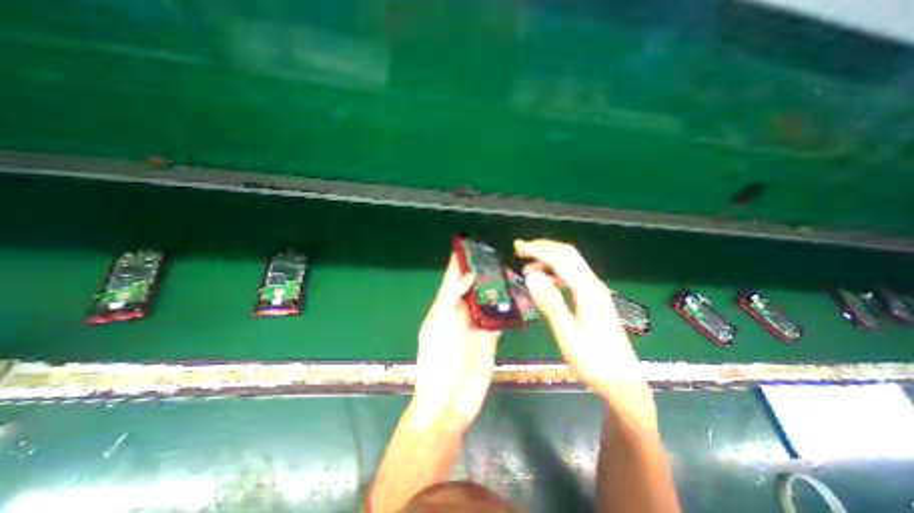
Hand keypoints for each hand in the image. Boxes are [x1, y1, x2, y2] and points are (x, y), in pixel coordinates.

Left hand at [416, 254, 499, 425]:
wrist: (449, 401)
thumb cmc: (439, 360)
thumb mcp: (439, 324)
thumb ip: (451, 298)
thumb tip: (468, 275)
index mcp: (445, 306)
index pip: (452, 278)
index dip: (459, 261)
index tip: (470, 244)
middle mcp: (461, 312)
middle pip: (473, 286)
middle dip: (483, 271)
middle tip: (499, 254)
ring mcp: (477, 325)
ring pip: (488, 300)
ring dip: (497, 287)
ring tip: (512, 270)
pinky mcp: (490, 338)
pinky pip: (500, 318)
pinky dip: (508, 308)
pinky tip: (518, 297)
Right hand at [513, 241, 657, 424]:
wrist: (623, 381)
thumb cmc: (593, 360)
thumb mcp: (566, 333)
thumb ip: (550, 302)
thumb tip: (532, 276)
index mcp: (587, 290)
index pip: (559, 260)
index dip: (537, 250)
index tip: (517, 247)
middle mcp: (593, 285)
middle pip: (568, 254)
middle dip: (544, 247)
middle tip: (521, 249)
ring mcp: (595, 291)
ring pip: (571, 263)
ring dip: (549, 258)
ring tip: (528, 267)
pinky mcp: (594, 299)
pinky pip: (573, 275)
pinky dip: (556, 271)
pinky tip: (546, 281)